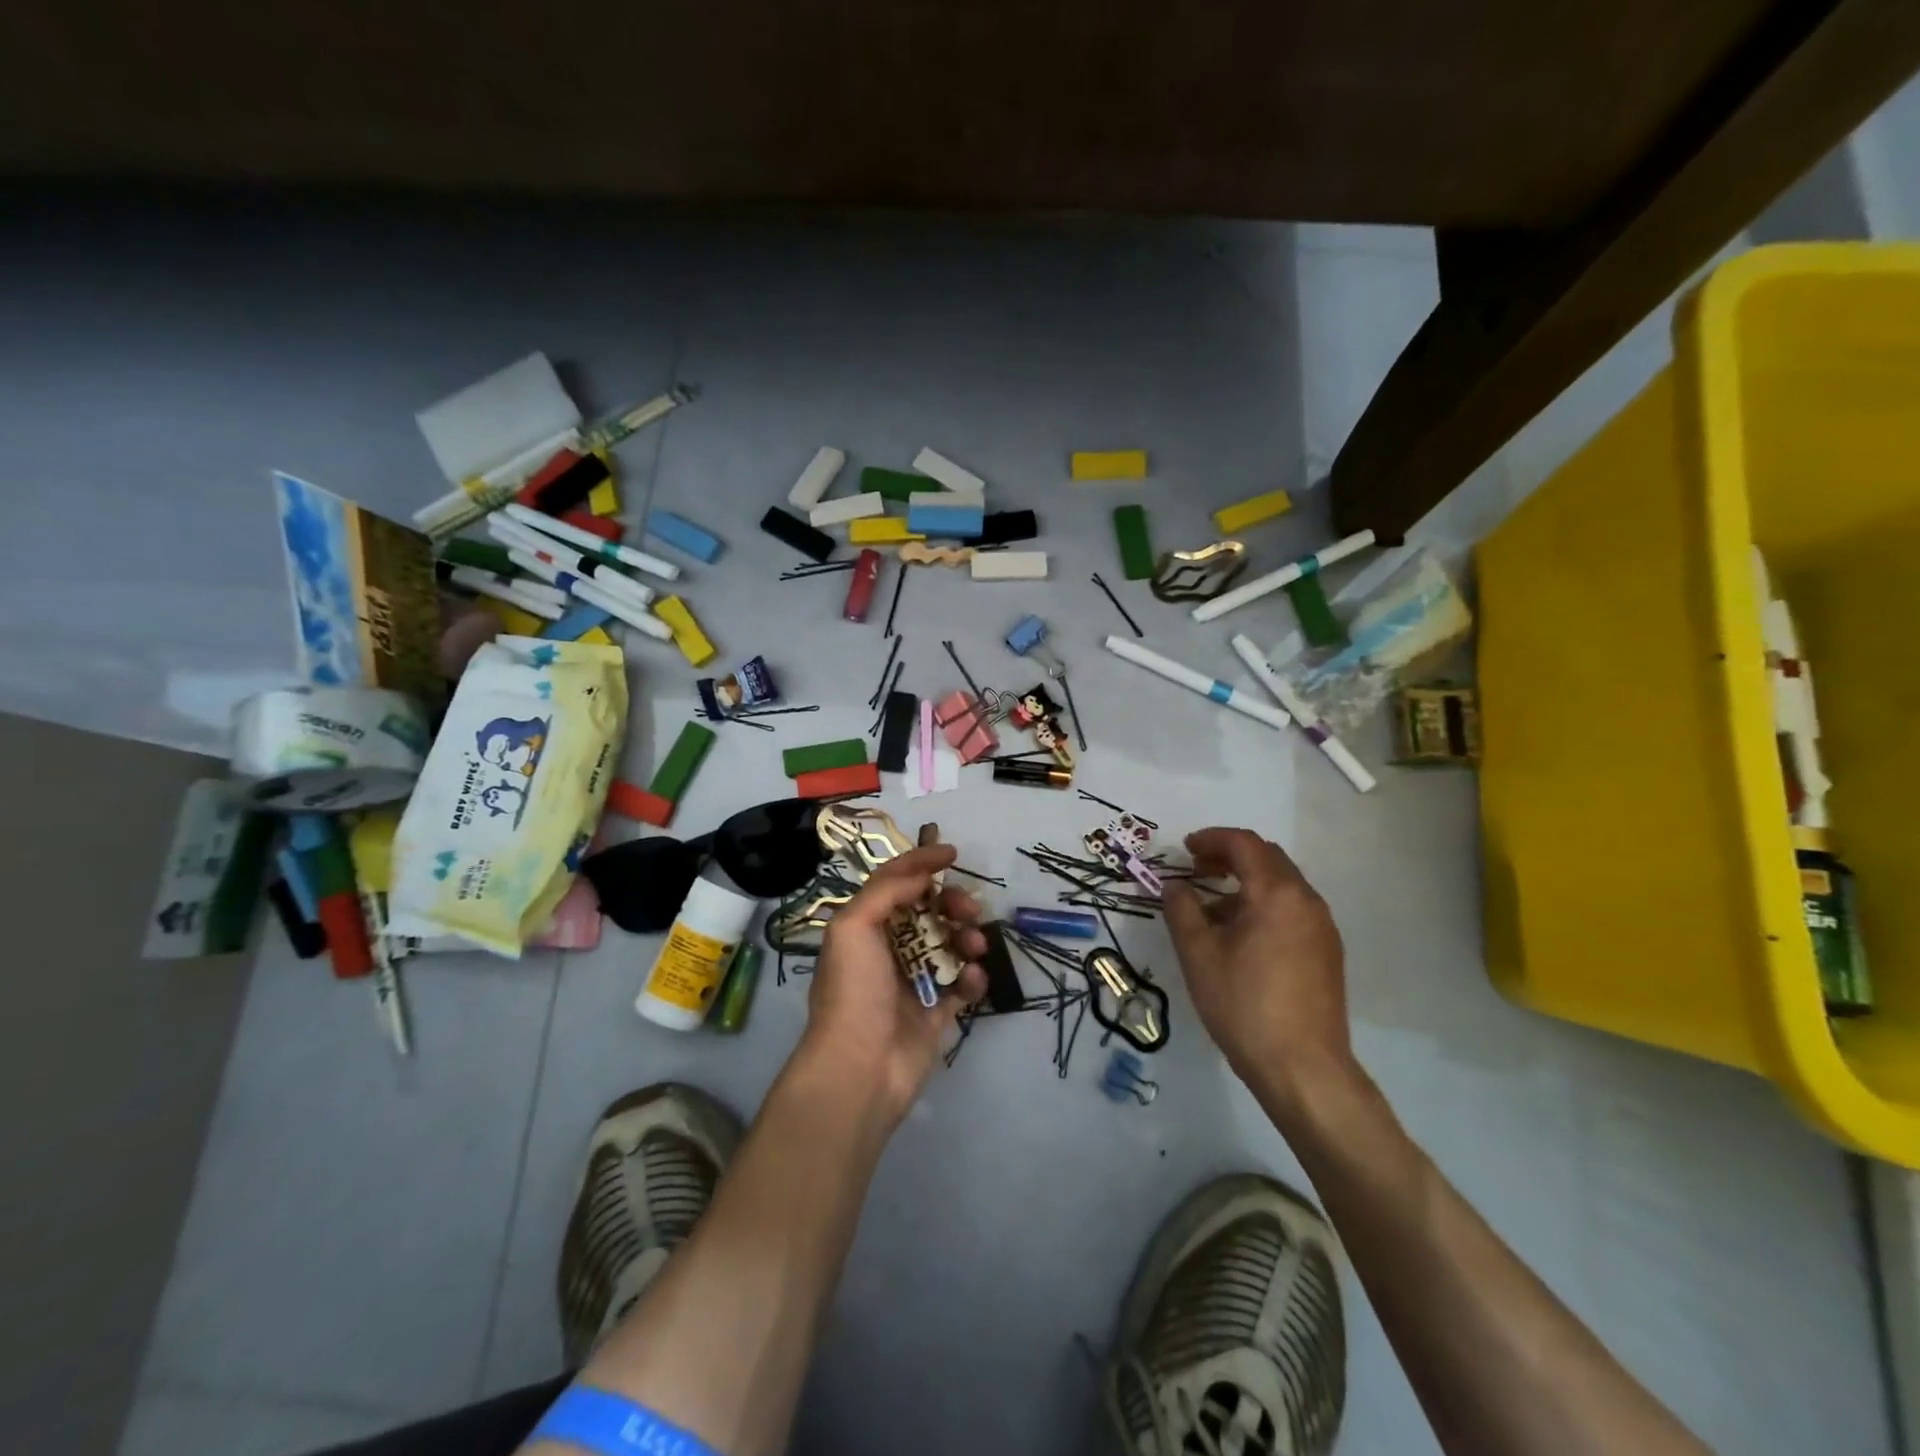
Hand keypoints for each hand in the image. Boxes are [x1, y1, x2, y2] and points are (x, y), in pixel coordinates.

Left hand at [803, 844, 987, 1125]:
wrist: (860, 1067)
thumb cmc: (853, 990)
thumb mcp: (854, 926)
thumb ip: (887, 890)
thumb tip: (922, 875)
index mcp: (864, 927)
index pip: (895, 883)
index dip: (921, 863)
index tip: (952, 853)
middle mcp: (889, 949)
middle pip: (929, 911)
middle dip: (952, 902)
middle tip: (969, 908)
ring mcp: (914, 982)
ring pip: (950, 945)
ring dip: (967, 938)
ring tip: (975, 947)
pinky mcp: (936, 1012)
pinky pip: (962, 985)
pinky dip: (973, 977)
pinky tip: (973, 979)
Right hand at [1162, 828, 1354, 1103]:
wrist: (1303, 1069)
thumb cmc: (1244, 1005)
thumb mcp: (1198, 954)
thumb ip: (1182, 910)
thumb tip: (1175, 885)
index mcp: (1276, 893)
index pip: (1244, 844)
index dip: (1212, 839)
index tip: (1185, 849)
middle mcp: (1306, 901)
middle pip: (1267, 858)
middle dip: (1230, 857)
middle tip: (1197, 871)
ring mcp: (1322, 928)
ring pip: (1282, 885)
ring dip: (1247, 883)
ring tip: (1213, 910)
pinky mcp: (1327, 953)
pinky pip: (1293, 910)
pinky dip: (1264, 905)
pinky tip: (1241, 937)